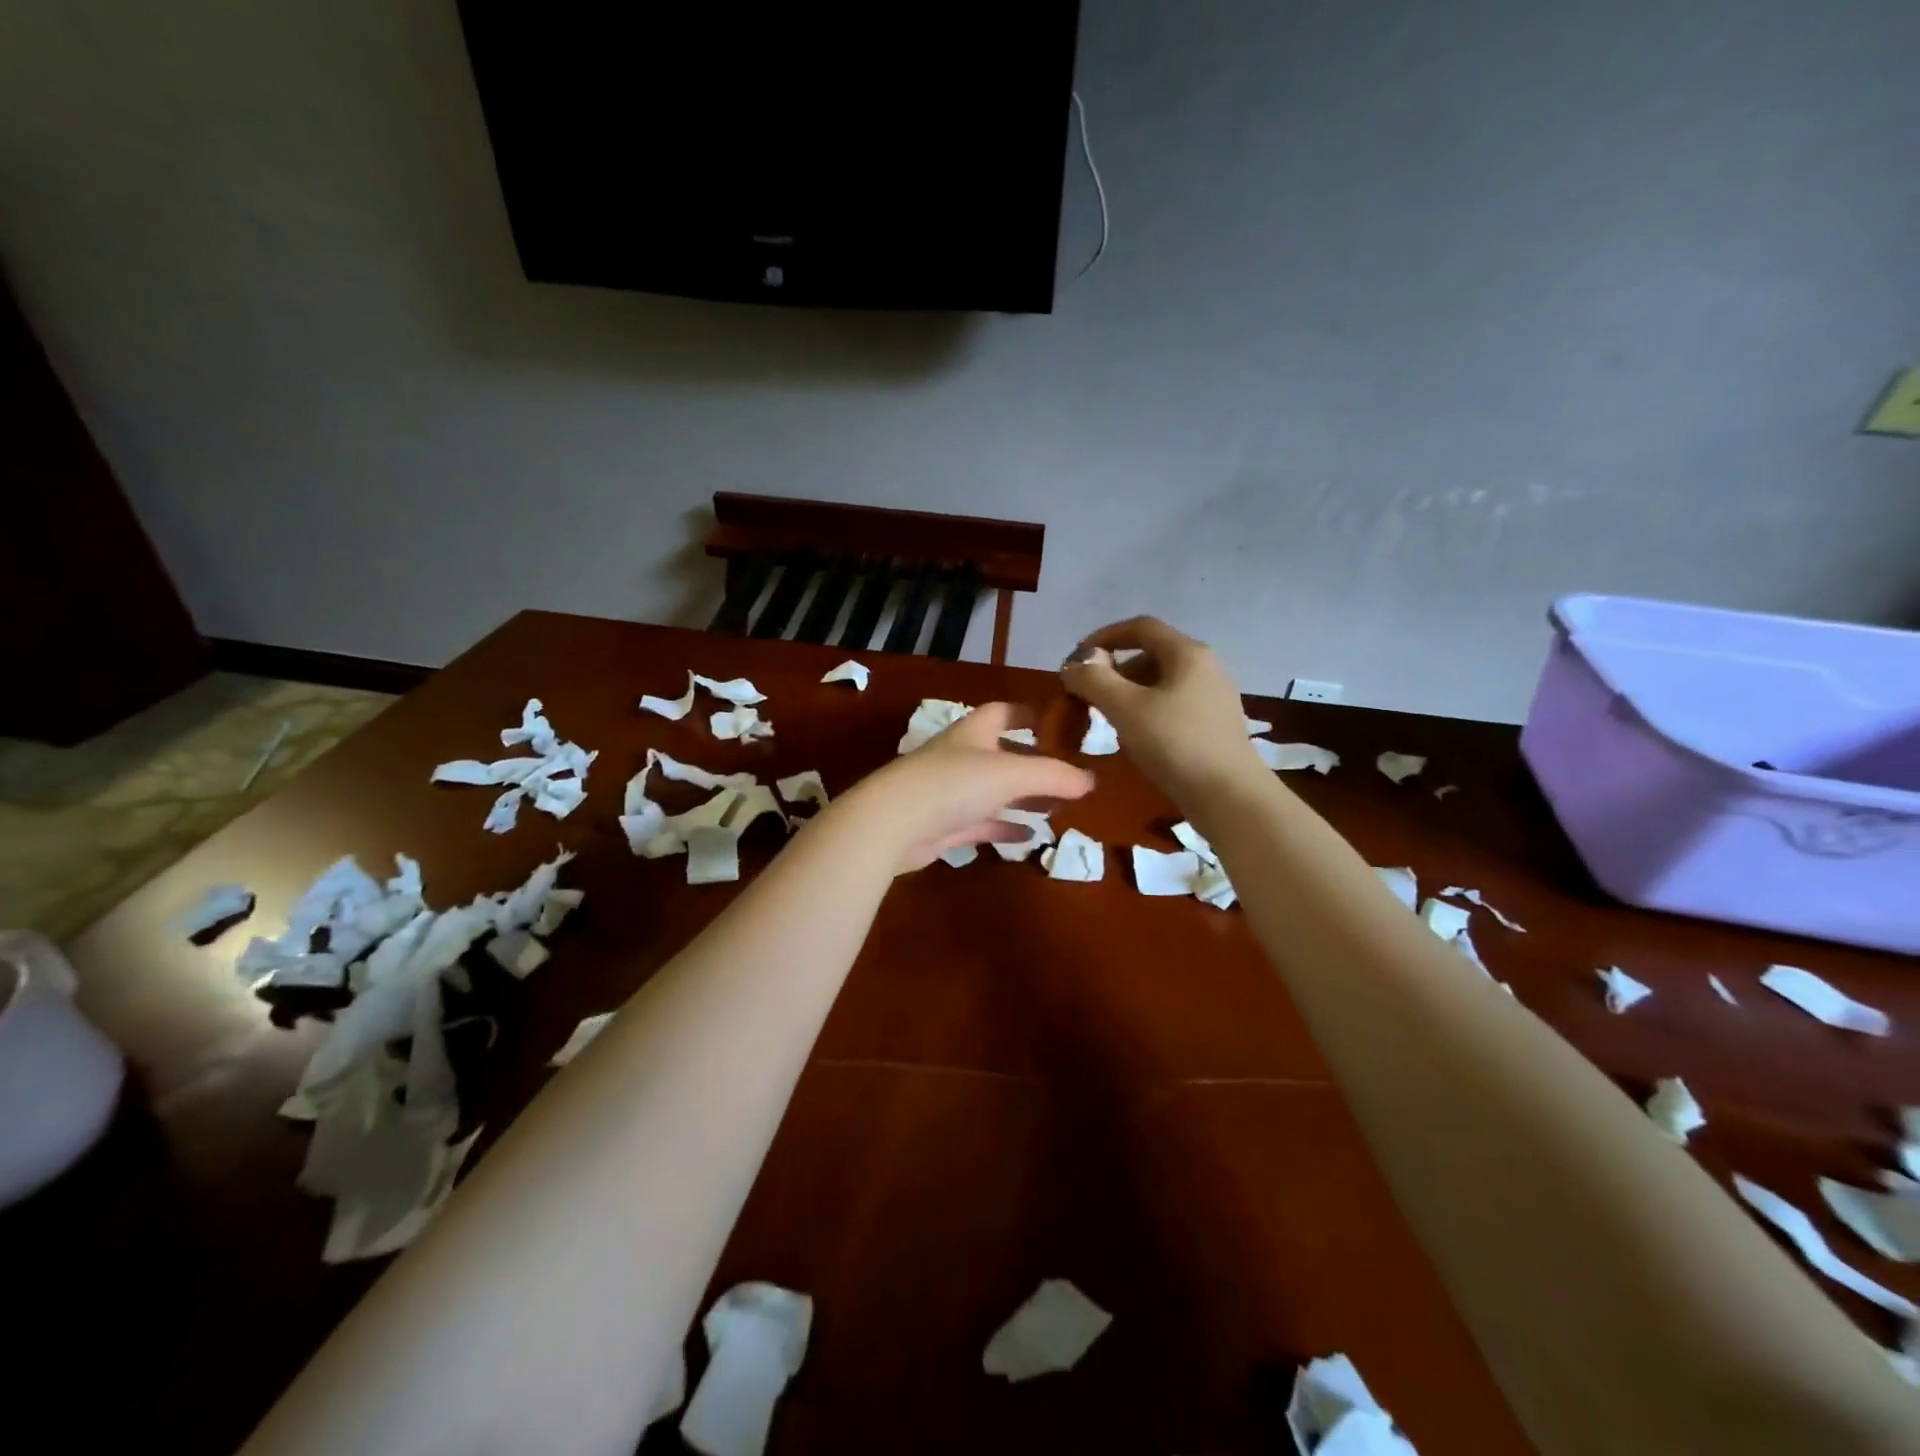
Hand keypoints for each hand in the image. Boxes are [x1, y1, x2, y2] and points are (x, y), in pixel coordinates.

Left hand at [831, 703, 1095, 871]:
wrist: (893, 823)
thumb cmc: (954, 784)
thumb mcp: (1012, 774)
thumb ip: (1053, 776)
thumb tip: (1091, 780)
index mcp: (973, 733)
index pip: (1002, 712)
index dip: (1027, 713)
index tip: (1054, 721)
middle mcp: (960, 758)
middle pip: (1000, 753)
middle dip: (1031, 762)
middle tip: (1065, 774)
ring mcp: (948, 793)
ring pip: (992, 791)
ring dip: (1021, 798)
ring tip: (1055, 807)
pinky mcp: (942, 826)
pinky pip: (981, 823)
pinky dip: (1004, 826)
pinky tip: (1028, 837)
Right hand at [1060, 617, 1264, 806]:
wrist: (1229, 797)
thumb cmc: (1175, 744)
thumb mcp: (1125, 708)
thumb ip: (1094, 680)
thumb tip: (1073, 663)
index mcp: (1187, 653)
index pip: (1141, 627)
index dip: (1104, 636)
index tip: (1077, 658)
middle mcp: (1205, 667)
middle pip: (1151, 655)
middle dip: (1115, 670)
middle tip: (1089, 696)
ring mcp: (1214, 697)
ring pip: (1161, 683)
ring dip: (1129, 694)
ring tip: (1108, 720)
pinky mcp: (1215, 725)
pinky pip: (1173, 706)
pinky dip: (1148, 712)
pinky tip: (1137, 739)